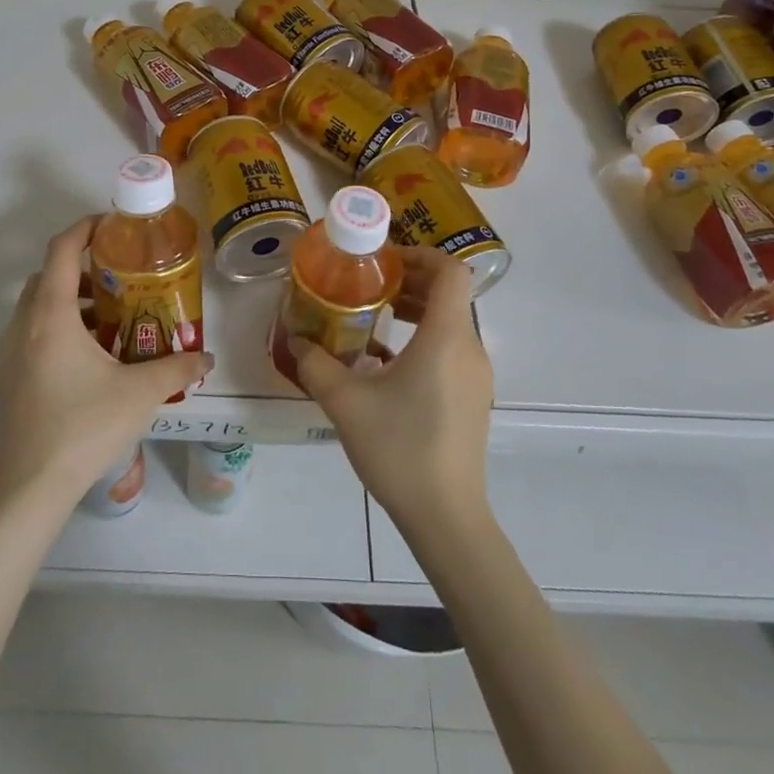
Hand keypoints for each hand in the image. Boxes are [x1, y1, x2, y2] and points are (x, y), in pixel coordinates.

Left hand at [0, 216, 211, 511]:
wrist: (30, 488)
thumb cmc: (84, 427)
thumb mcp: (140, 393)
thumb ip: (178, 368)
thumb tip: (208, 358)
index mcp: (51, 316)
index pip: (61, 251)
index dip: (84, 228)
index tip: (112, 224)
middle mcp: (24, 326)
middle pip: (46, 276)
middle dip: (80, 268)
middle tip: (118, 276)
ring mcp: (10, 353)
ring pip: (36, 306)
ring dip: (68, 300)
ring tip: (109, 318)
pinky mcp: (8, 378)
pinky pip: (30, 333)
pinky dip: (56, 326)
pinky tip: (88, 356)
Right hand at [292, 247, 493, 538]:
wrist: (446, 518)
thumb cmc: (399, 449)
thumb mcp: (346, 402)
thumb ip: (316, 364)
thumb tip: (296, 340)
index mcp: (446, 337)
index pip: (451, 270)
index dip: (420, 255)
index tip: (384, 262)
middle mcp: (469, 348)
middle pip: (449, 294)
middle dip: (410, 281)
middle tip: (369, 286)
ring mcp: (476, 376)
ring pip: (450, 322)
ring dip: (416, 310)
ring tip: (373, 318)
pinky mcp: (473, 398)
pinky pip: (451, 349)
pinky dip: (424, 338)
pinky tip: (386, 362)